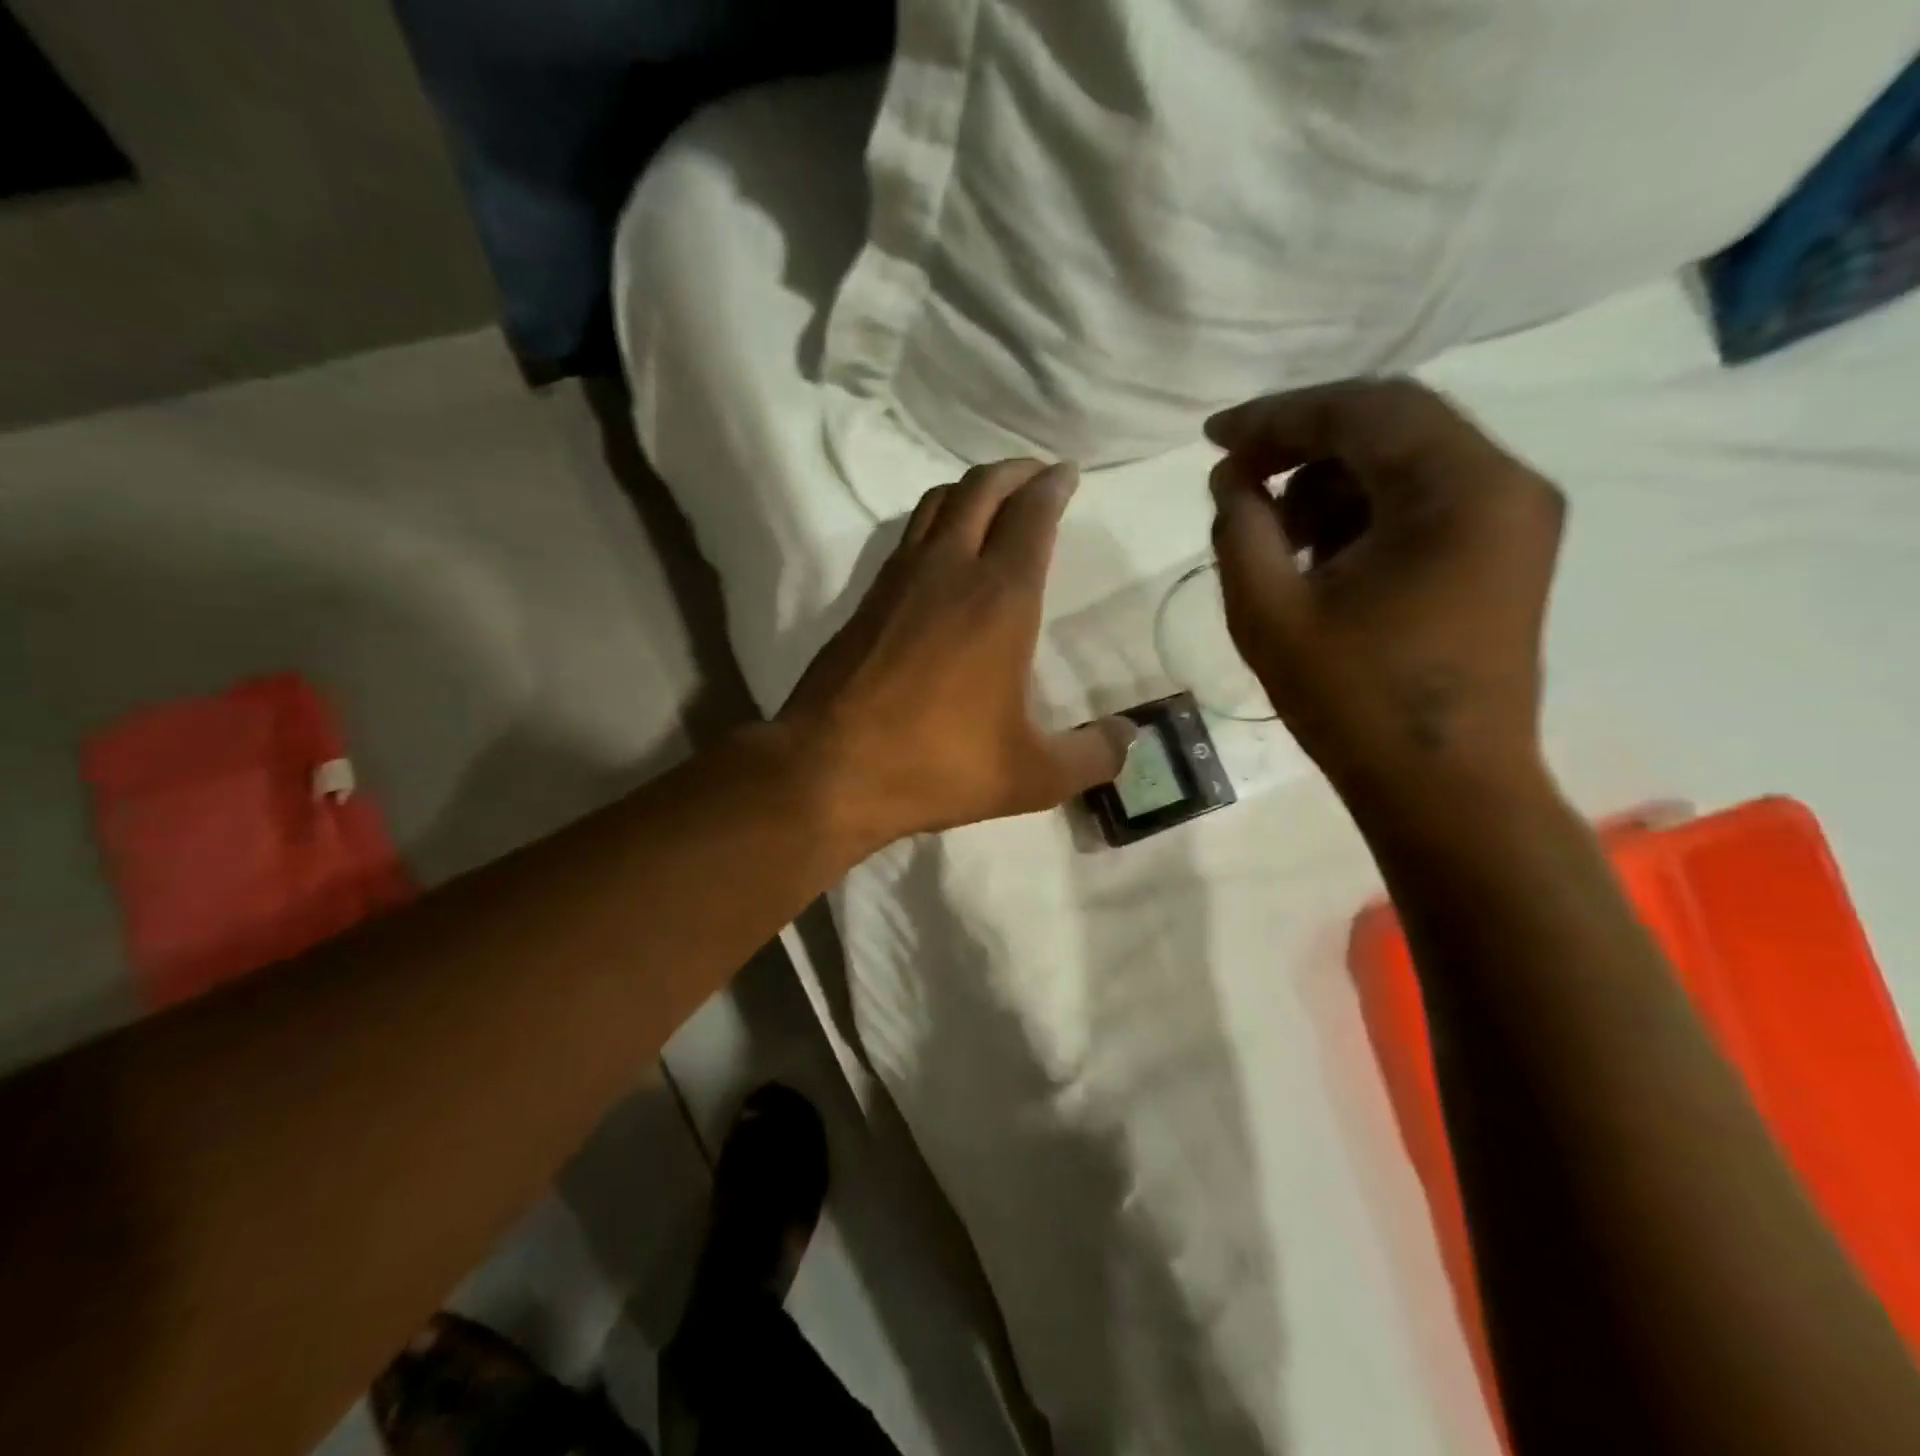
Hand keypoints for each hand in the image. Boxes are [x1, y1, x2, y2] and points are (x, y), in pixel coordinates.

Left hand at [778, 459, 1134, 846]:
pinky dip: (935, 520)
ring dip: (972, 488)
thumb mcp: (1031, 776)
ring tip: (993, 499)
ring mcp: (899, 580)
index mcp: (1001, 599)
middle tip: (1037, 475)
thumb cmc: (938, 764)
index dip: (1053, 487)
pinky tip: (941, 548)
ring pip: (938, 503)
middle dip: (1015, 472)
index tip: (1066, 473)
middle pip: (982, 489)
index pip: (1032, 516)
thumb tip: (1131, 737)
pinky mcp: (866, 599)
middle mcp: (950, 570)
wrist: (830, 768)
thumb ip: (1091, 756)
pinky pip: (908, 535)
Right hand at [1205, 379, 1564, 803]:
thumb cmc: (1354, 705)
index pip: (1361, 411)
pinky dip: (1364, 508)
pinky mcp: (1504, 553)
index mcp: (1458, 490)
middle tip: (1237, 474)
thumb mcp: (1269, 613)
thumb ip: (1239, 530)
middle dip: (1302, 442)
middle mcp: (1505, 483)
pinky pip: (1425, 498)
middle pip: (1391, 422)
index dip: (1276, 416)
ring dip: (1331, 478)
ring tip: (1273, 529)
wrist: (1445, 790)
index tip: (1213, 437)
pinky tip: (1318, 553)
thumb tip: (1233, 480)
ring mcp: (1513, 518)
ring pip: (1407, 458)